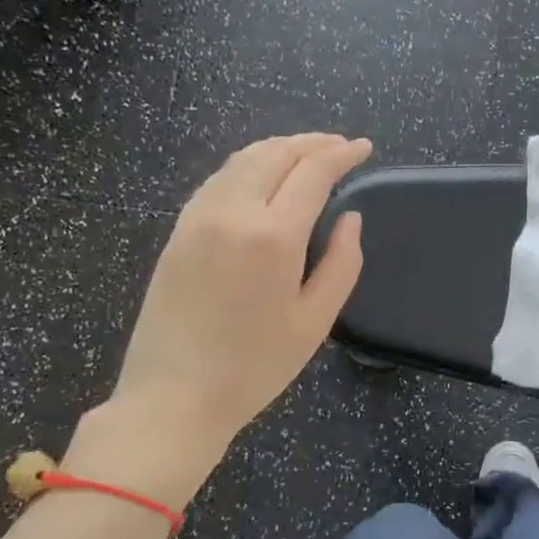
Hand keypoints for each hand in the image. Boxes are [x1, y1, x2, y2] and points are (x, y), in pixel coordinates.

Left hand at [70, 133, 371, 507]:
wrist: (173, 396)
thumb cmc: (255, 366)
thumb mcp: (315, 321)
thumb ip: (341, 263)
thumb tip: (350, 218)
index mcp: (272, 236)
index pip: (312, 172)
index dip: (342, 154)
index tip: (364, 148)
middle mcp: (232, 212)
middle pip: (275, 154)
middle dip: (312, 142)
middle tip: (340, 145)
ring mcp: (198, 218)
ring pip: (242, 160)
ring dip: (279, 147)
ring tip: (306, 152)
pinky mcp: (179, 230)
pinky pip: (218, 179)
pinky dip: (248, 164)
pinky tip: (261, 176)